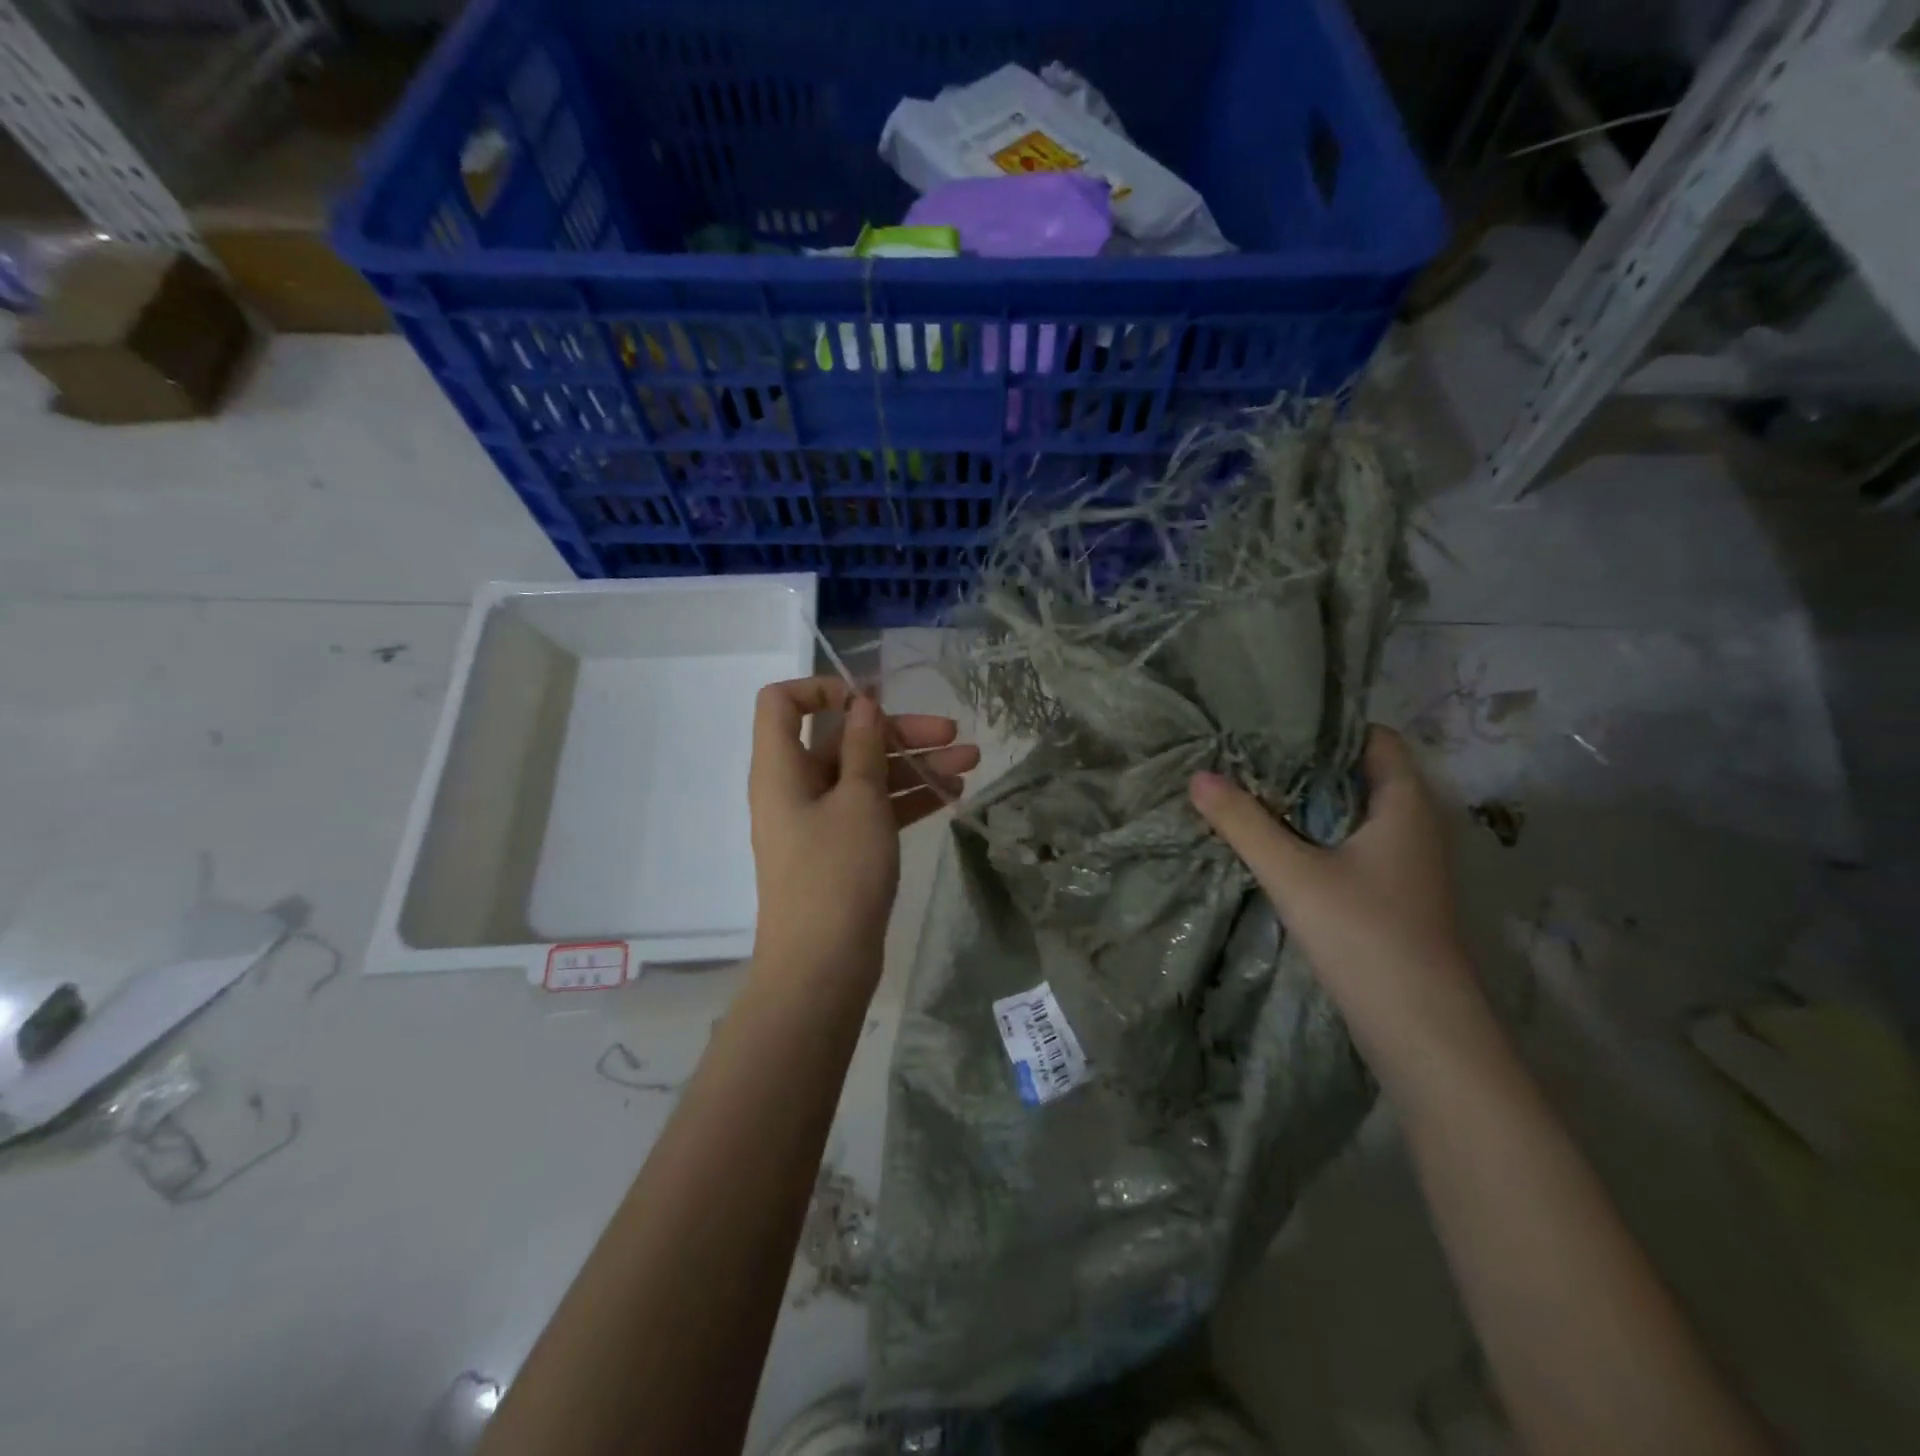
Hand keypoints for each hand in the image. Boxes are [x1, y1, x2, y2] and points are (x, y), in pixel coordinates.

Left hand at [748, 677, 979, 979]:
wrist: (823, 967)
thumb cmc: (836, 872)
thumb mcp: (858, 800)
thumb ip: (863, 746)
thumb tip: (862, 702)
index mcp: (781, 768)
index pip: (782, 703)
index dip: (822, 689)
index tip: (871, 700)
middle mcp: (795, 787)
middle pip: (842, 740)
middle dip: (898, 732)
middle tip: (953, 733)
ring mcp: (819, 821)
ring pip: (866, 776)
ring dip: (914, 766)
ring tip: (971, 763)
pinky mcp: (840, 850)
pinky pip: (873, 810)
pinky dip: (907, 800)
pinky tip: (952, 795)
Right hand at [1189, 728, 1481, 1047]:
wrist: (1420, 1031)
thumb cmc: (1364, 935)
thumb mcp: (1293, 874)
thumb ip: (1244, 823)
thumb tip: (1198, 777)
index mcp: (1405, 806)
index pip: (1375, 740)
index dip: (1329, 726)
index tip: (1275, 721)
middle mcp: (1413, 827)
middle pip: (1360, 775)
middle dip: (1307, 763)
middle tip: (1249, 752)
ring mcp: (1406, 865)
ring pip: (1354, 814)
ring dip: (1309, 802)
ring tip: (1252, 789)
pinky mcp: (1393, 896)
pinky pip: (1352, 846)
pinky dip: (1317, 835)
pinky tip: (1277, 843)